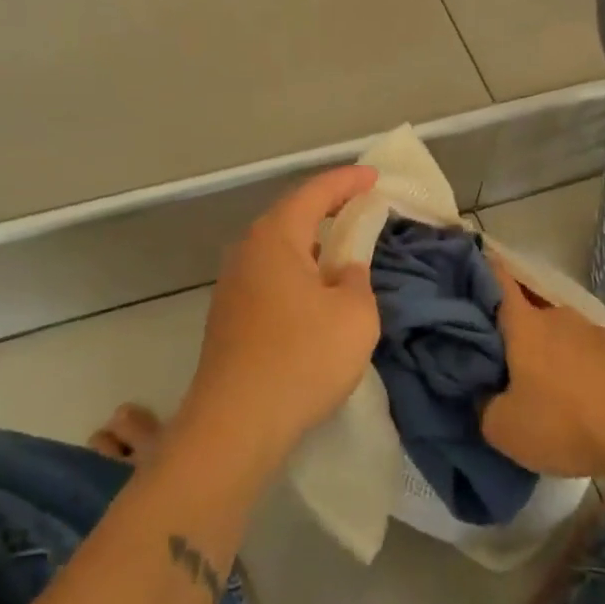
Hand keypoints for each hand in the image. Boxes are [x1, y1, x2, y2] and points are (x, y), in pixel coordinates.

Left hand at [182, 166, 380, 457]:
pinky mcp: (229, 317)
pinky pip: (270, 278)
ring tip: (341, 251)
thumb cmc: (302, 358)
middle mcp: (247, 251)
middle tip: (360, 208)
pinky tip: (314, 296)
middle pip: (291, 216)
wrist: (235, 425)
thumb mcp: (354, 315)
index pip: (315, 192)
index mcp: (276, 237)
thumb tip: (344, 272)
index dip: (348, 181)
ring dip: (311, 245)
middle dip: (327, 209)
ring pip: (279, 250)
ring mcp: (232, 285)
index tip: (375, 178)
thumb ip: (357, 280)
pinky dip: (297, 274)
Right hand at [481, 259, 604, 478]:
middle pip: (527, 313)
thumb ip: (483, 405)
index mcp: (524, 322)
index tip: (470, 259)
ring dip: (547, 352)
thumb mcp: (504, 427)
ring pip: (558, 335)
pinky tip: (576, 399)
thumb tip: (485, 394)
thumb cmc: (563, 422)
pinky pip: (584, 354)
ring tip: (540, 385)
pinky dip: (574, 369)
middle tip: (499, 357)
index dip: (482, 267)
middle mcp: (558, 316)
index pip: (498, 279)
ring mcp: (592, 331)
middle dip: (513, 330)